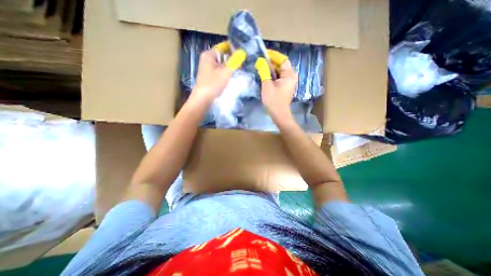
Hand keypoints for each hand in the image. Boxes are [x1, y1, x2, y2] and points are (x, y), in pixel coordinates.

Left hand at [190, 41, 246, 103]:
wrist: (203, 100)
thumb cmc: (213, 84)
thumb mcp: (225, 72)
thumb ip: (234, 61)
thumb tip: (242, 52)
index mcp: (209, 54)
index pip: (223, 46)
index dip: (234, 48)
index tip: (244, 52)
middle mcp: (207, 59)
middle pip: (223, 55)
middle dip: (233, 58)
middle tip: (244, 62)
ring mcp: (208, 68)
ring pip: (222, 64)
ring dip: (230, 66)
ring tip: (241, 68)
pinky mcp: (210, 76)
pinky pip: (220, 71)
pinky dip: (226, 72)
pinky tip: (233, 75)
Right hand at [256, 50, 296, 120]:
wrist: (279, 114)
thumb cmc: (273, 100)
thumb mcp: (267, 85)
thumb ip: (264, 71)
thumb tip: (260, 61)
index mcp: (289, 75)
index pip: (282, 59)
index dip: (273, 56)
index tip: (263, 54)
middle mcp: (291, 77)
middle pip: (282, 65)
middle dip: (271, 63)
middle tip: (260, 62)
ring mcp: (289, 82)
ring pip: (280, 71)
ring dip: (271, 69)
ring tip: (261, 68)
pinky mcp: (286, 87)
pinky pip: (279, 77)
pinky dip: (273, 75)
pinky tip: (266, 76)